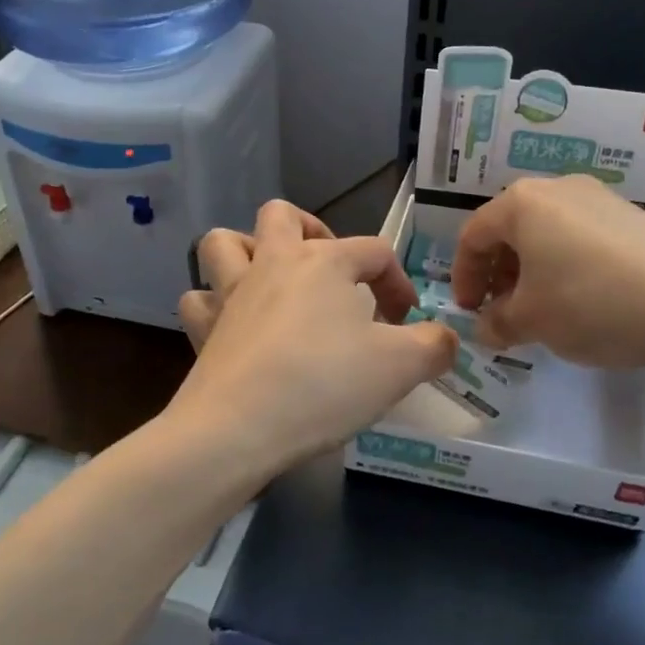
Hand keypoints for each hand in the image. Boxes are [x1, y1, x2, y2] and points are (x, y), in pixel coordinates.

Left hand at [169, 201, 457, 470]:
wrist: (238, 428)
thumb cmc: (325, 385)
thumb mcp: (400, 366)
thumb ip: (434, 346)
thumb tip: (446, 339)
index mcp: (324, 262)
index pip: (374, 251)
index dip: (397, 281)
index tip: (407, 320)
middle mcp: (273, 264)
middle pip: (283, 216)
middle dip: (310, 231)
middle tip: (330, 270)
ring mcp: (230, 294)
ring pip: (224, 242)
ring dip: (247, 251)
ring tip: (271, 280)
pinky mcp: (202, 330)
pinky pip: (199, 300)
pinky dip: (213, 304)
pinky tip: (233, 325)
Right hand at [450, 175, 644, 368]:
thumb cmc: (592, 304)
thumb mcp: (531, 321)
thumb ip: (496, 323)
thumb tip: (486, 328)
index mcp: (523, 203)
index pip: (474, 235)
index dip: (463, 276)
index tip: (469, 311)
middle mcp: (559, 189)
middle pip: (511, 229)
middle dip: (498, 273)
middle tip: (501, 311)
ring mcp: (601, 199)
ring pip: (548, 233)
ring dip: (532, 271)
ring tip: (541, 309)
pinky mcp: (634, 217)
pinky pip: (581, 238)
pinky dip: (566, 266)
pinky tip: (582, 301)